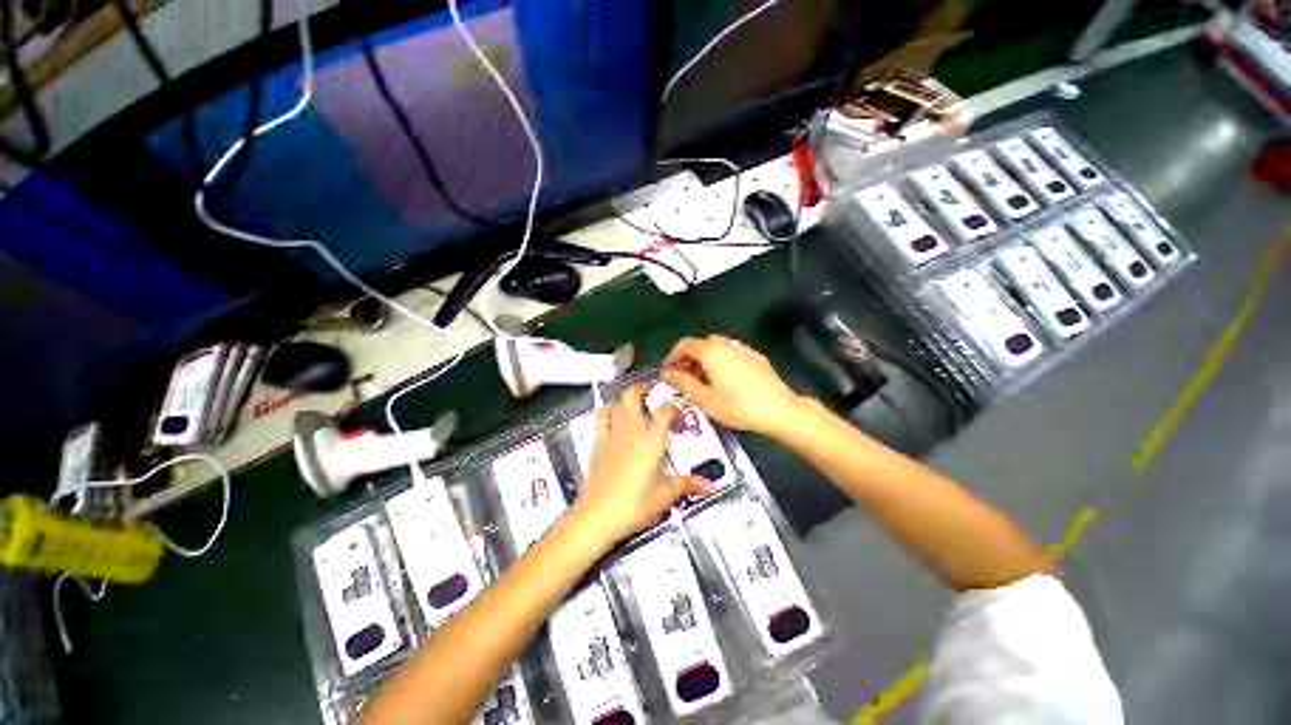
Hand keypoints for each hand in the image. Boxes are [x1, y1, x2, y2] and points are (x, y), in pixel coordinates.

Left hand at [573, 386, 712, 544]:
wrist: (600, 515)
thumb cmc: (636, 504)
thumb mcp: (666, 495)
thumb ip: (689, 485)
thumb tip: (711, 486)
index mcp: (652, 440)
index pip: (665, 411)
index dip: (674, 409)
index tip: (678, 418)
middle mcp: (632, 430)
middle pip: (633, 395)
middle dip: (643, 389)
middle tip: (651, 393)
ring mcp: (612, 433)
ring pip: (616, 403)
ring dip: (625, 400)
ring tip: (633, 405)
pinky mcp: (597, 442)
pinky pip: (600, 417)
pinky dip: (607, 411)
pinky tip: (612, 416)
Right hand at [661, 335, 805, 438]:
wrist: (779, 410)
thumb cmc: (737, 406)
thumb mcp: (704, 398)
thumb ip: (683, 382)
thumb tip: (666, 372)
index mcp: (711, 351)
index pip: (684, 344)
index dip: (673, 356)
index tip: (668, 372)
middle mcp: (726, 343)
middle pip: (701, 345)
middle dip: (689, 359)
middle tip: (686, 379)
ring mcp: (743, 348)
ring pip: (717, 348)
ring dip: (705, 360)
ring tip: (705, 381)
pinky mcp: (756, 356)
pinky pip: (732, 353)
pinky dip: (721, 362)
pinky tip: (726, 381)